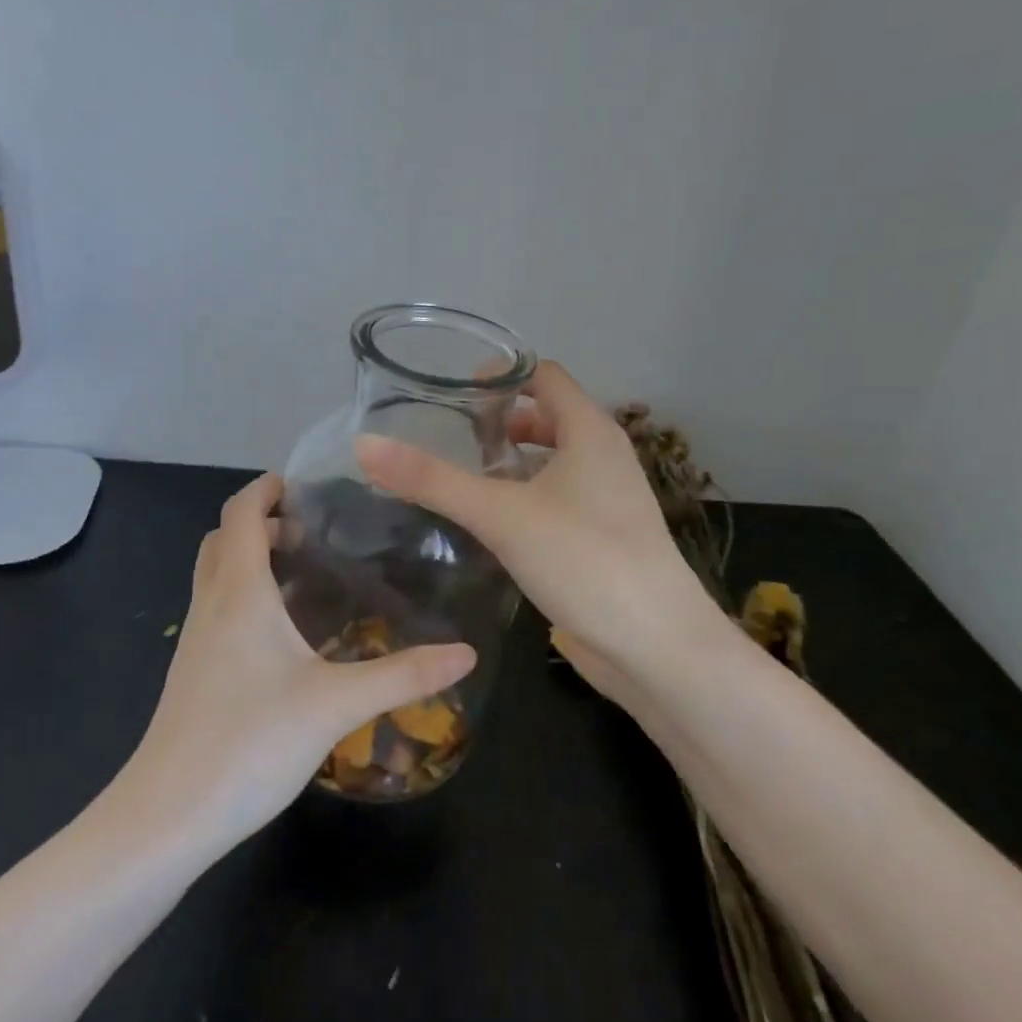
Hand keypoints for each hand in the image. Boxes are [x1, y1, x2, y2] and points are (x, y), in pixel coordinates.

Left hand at [121, 473, 474, 851]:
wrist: (166, 818)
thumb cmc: (249, 743)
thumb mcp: (337, 705)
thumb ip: (404, 675)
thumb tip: (466, 654)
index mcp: (240, 593)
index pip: (240, 515)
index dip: (264, 490)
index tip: (299, 484)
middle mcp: (211, 606)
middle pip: (222, 540)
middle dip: (259, 524)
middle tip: (309, 533)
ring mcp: (195, 642)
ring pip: (215, 577)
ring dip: (248, 560)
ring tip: (300, 575)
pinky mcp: (192, 675)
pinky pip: (216, 611)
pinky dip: (242, 596)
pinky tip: (279, 636)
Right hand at [356, 361, 726, 703]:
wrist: (657, 646)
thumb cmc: (584, 560)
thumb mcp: (500, 514)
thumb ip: (432, 480)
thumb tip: (364, 445)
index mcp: (590, 432)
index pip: (544, 375)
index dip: (500, 374)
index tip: (451, 392)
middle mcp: (604, 456)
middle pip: (548, 417)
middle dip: (500, 421)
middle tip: (449, 436)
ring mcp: (609, 500)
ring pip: (554, 462)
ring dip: (513, 463)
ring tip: (464, 477)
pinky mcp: (604, 538)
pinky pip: (560, 500)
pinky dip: (527, 497)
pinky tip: (495, 525)